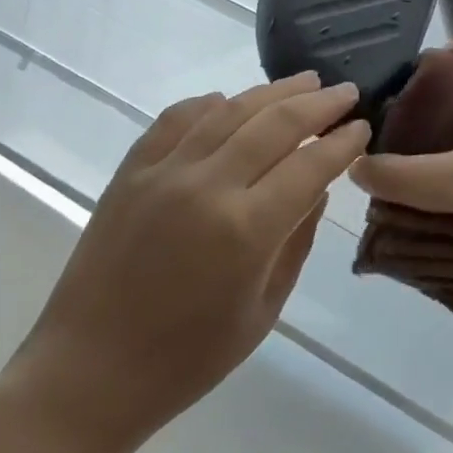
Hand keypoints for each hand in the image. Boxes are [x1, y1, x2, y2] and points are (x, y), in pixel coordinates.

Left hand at [7, 73, 369, 452]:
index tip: (363, 126)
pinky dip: (209, 104)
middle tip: (346, 92)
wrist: (90, 370)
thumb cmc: (188, 358)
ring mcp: (163, 173)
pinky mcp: (130, 172)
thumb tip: (317, 189)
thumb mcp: (264, 309)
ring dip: (271, 92)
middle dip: (318, 104)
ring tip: (303, 82)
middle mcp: (207, 186)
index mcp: (247, 230)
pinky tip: (229, 101)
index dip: (342, 142)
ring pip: (228, 110)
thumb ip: (296, 242)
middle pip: (274, 124)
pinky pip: (176, 119)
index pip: (310, 166)